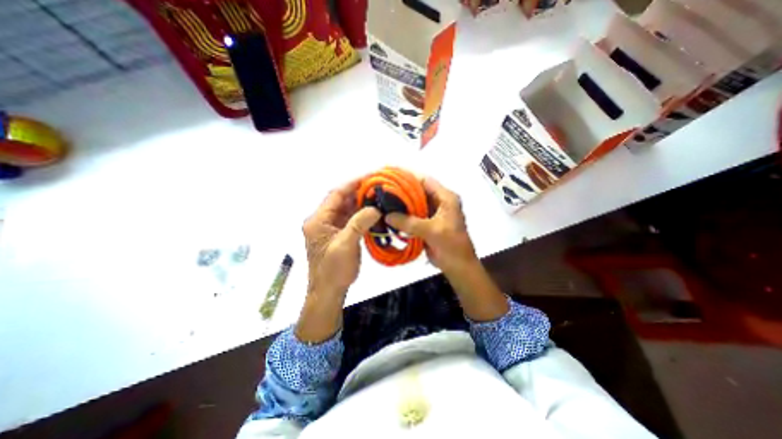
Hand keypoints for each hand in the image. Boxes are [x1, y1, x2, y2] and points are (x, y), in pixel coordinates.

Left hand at [301, 177, 382, 295]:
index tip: (369, 177)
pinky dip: (362, 215)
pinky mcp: (339, 235)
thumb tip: (375, 208)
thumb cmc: (333, 270)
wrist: (329, 292)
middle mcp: (322, 221)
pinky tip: (374, 212)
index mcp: (318, 220)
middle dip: (359, 193)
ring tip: (379, 197)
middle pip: (341, 200)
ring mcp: (331, 228)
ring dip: (361, 203)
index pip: (335, 195)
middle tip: (378, 186)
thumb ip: (359, 224)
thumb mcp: (345, 245)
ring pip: (347, 209)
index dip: (352, 184)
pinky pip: (351, 220)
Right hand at [383, 177, 506, 321]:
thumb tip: (387, 216)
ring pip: (415, 203)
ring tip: (383, 201)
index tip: (391, 177)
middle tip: (383, 190)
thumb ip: (409, 222)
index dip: (408, 177)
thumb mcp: (431, 231)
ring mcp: (433, 213)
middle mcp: (440, 202)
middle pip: (419, 191)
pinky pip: (413, 215)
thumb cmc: (451, 246)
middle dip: (402, 191)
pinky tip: (390, 215)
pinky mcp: (427, 223)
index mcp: (446, 198)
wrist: (458, 267)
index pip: (425, 181)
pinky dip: (403, 215)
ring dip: (402, 204)